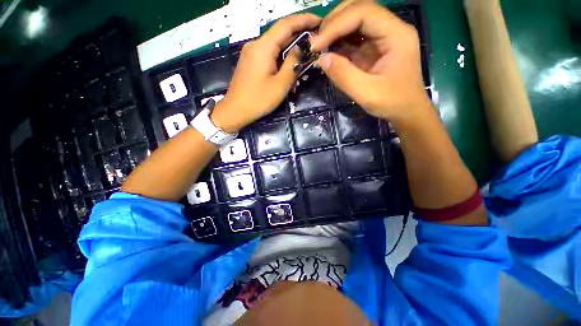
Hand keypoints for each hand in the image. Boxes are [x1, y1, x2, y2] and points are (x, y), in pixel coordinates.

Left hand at [211, 13, 320, 132]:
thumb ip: (292, 64)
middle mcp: (256, 44)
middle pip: (281, 34)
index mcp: (263, 47)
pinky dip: (281, 60)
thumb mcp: (280, 85)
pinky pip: (269, 55)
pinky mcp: (251, 62)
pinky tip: (288, 72)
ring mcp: (252, 53)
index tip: (320, 22)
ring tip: (304, 62)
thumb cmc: (258, 100)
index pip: (286, 24)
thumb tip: (300, 49)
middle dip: (299, 37)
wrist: (235, 110)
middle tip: (316, 43)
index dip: (304, 20)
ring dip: (291, 53)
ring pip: (276, 46)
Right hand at [311, 0, 430, 123]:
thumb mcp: (367, 93)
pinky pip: (354, 39)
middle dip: (334, 22)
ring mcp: (382, 38)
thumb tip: (321, 59)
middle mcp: (391, 29)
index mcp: (396, 34)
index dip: (336, 24)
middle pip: (359, 9)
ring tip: (320, 47)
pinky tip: (329, 53)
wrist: (406, 111)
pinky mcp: (374, 49)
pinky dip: (339, 44)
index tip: (317, 44)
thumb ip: (344, 75)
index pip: (363, 12)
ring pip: (355, 21)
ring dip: (335, 31)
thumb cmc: (392, 103)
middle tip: (317, 42)